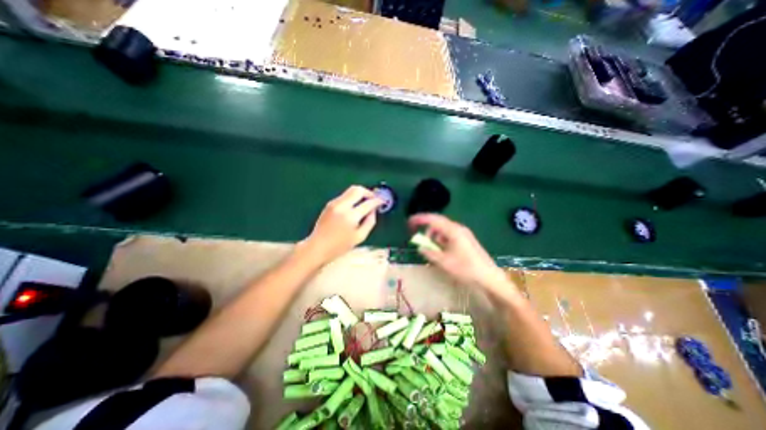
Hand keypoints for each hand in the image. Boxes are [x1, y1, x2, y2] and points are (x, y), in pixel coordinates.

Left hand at [301, 185, 380, 263]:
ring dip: (360, 194)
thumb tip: (374, 210)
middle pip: (358, 190)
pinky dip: (352, 198)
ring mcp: (334, 203)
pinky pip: (344, 195)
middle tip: (374, 198)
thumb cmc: (340, 246)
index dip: (378, 201)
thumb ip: (370, 222)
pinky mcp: (330, 204)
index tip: (382, 201)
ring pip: (351, 190)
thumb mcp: (360, 237)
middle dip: (368, 192)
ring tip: (365, 202)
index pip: (368, 203)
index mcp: (351, 216)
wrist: (318, 246)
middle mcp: (342, 206)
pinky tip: (355, 206)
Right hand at [406, 213, 514, 295]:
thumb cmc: (466, 268)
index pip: (433, 219)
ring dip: (435, 237)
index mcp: (453, 230)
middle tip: (420, 240)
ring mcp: (463, 234)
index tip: (409, 222)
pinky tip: (442, 251)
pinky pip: (450, 236)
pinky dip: (442, 241)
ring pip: (444, 230)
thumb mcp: (444, 262)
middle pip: (438, 223)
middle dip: (427, 230)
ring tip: (432, 249)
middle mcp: (458, 228)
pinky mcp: (466, 240)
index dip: (420, 219)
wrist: (489, 277)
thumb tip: (420, 247)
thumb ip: (430, 253)